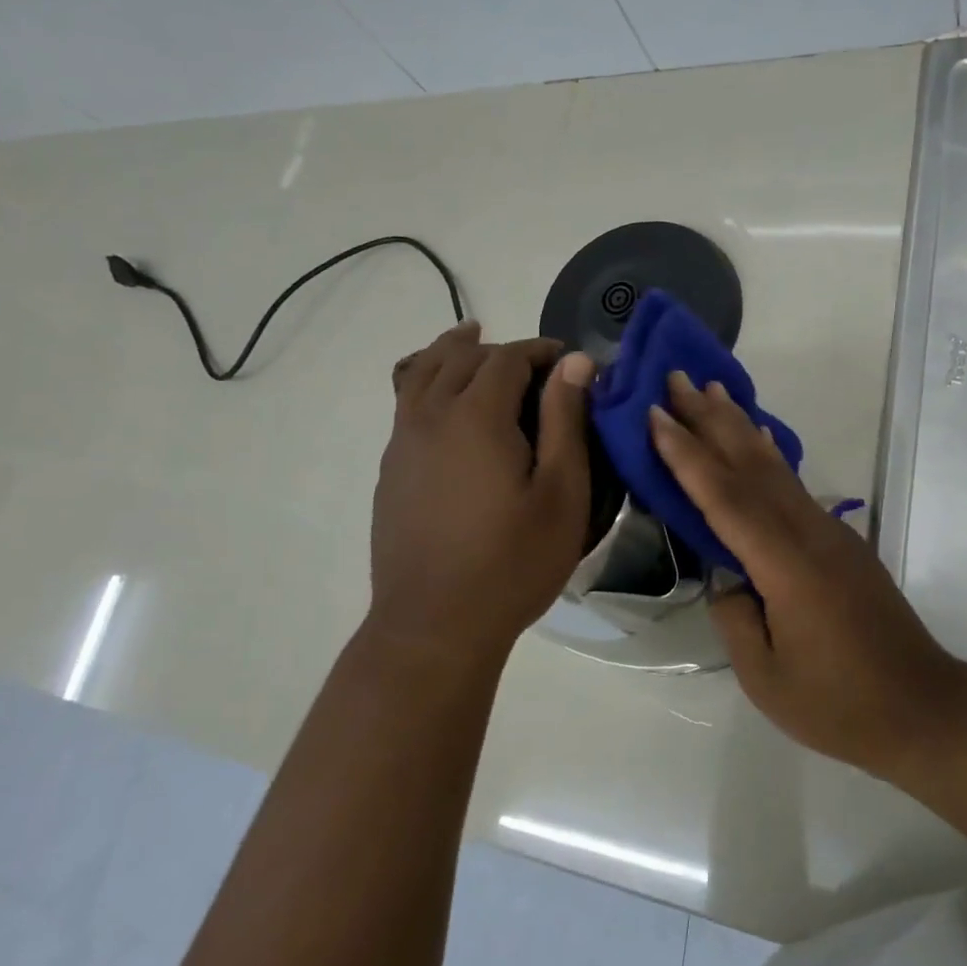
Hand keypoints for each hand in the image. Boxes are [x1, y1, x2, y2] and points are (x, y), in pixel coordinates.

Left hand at [368, 322, 593, 665]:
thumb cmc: (513, 562)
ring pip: (419, 372)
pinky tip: (441, 400)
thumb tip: (575, 362)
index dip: (541, 351)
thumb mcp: (562, 493)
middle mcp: (430, 417)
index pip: (507, 358)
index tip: (569, 363)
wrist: (434, 627)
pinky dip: (424, 381)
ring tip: (470, 338)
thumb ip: (567, 420)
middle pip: (459, 357)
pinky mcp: (391, 471)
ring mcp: (402, 444)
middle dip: (499, 349)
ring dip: (450, 351)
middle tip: (534, 365)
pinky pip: (404, 403)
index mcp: (476, 416)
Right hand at [648, 372, 966, 776]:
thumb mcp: (766, 677)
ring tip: (714, 390)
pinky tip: (763, 436)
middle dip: (710, 420)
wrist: (925, 709)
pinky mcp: (841, 542)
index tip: (656, 413)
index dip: (687, 455)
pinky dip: (772, 455)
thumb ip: (736, 616)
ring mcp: (829, 533)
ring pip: (776, 467)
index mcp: (785, 566)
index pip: (725, 498)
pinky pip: (794, 486)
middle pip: (751, 465)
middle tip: (678, 379)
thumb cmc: (840, 705)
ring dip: (741, 425)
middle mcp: (808, 534)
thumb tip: (728, 577)